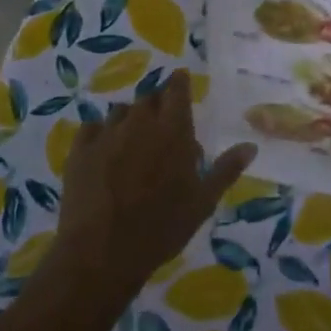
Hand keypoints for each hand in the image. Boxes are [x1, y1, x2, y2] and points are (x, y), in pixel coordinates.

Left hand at [54, 70, 256, 304]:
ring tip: (134, 140)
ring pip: (121, 112)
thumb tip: (250, 146)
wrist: (102, 252)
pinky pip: (92, 128)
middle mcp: (140, 122)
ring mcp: (106, 134)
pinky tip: (104, 150)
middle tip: (162, 122)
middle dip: (157, 104)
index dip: (179, 83)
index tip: (181, 79)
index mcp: (173, 130)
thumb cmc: (162, 227)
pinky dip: (101, 132)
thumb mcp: (203, 202)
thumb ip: (226, 169)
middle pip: (149, 98)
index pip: (177, 91)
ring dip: (131, 119)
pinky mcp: (80, 150)